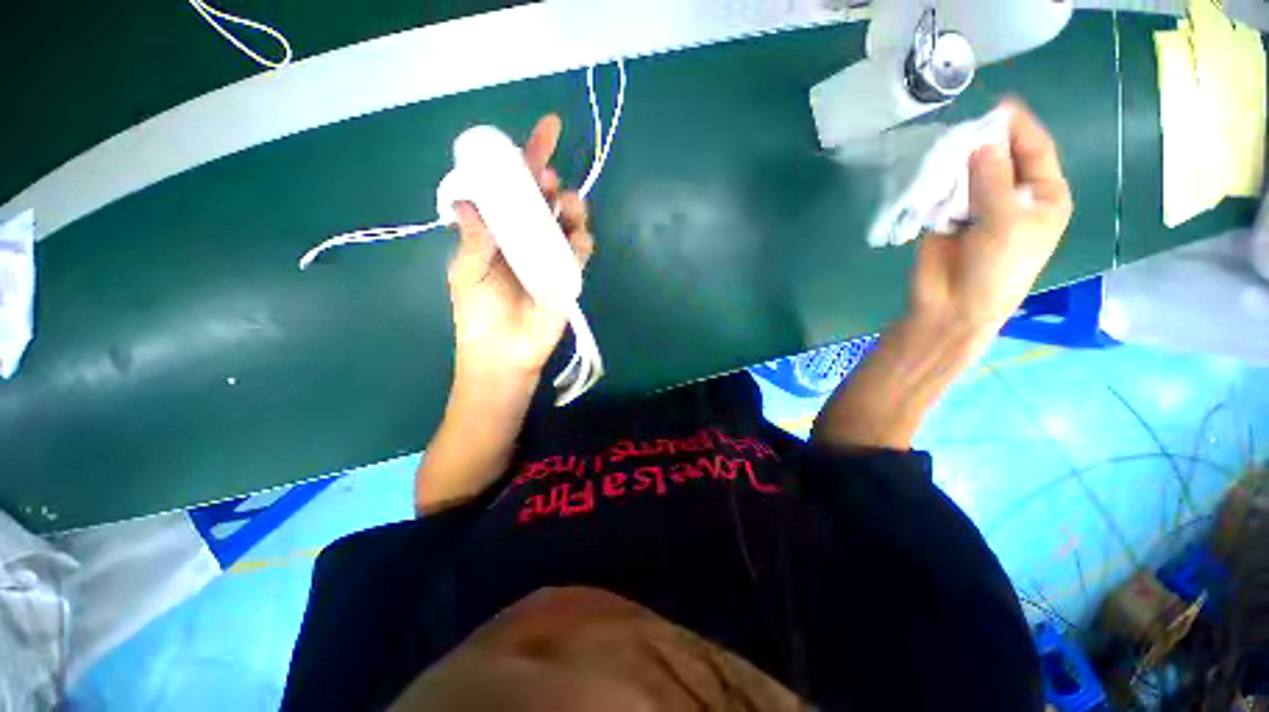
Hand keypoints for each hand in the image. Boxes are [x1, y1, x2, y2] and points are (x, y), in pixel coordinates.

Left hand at [446, 115, 594, 379]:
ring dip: (573, 206)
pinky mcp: (569, 274)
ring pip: (569, 220)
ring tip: (568, 205)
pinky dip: (582, 239)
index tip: (547, 131)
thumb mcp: (465, 273)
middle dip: (551, 181)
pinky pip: (580, 250)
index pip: (514, 189)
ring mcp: (551, 255)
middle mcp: (527, 237)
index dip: (529, 160)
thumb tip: (466, 200)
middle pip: (545, 200)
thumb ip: (472, 239)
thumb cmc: (479, 314)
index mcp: (500, 231)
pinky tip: (577, 237)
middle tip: (549, 181)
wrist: (504, 352)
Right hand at [910, 99, 1072, 332]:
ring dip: (956, 164)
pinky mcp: (947, 217)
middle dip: (983, 144)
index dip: (1019, 126)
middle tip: (961, 134)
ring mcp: (978, 205)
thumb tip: (980, 141)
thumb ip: (993, 179)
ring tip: (942, 156)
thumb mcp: (1005, 222)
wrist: (953, 306)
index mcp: (1043, 195)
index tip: (999, 105)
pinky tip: (930, 178)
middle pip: (1000, 156)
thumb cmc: (996, 268)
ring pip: (970, 172)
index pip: (1035, 150)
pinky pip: (944, 191)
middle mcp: (1013, 195)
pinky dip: (937, 183)